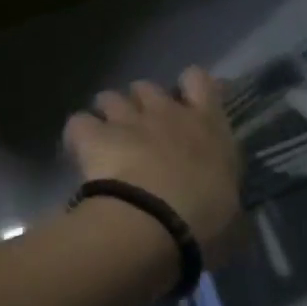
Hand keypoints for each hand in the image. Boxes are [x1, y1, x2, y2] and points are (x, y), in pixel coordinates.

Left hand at [62, 68, 242, 257]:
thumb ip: (221, 192)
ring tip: (106, 141)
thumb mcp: (228, 209)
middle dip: (141, 104)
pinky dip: (78, 135)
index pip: (198, 80)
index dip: (189, 87)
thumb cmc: (204, 221)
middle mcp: (167, 113)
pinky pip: (78, 122)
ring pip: (109, 97)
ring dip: (107, 115)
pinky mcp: (93, 135)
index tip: (186, 106)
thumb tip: (219, 202)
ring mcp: (127, 121)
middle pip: (147, 87)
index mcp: (208, 126)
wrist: (155, 225)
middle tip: (140, 133)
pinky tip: (80, 153)